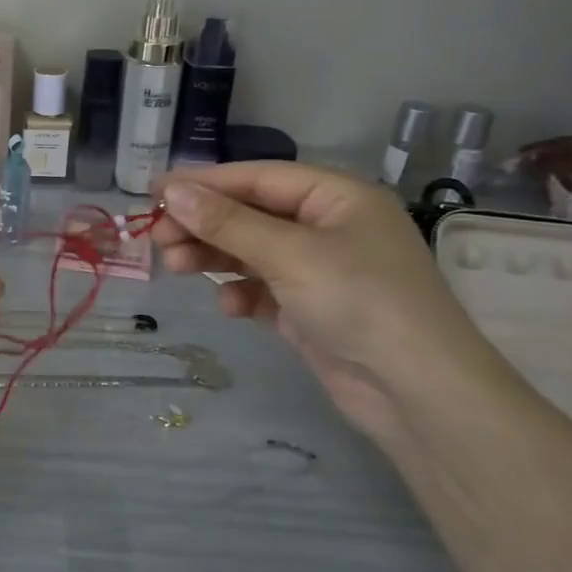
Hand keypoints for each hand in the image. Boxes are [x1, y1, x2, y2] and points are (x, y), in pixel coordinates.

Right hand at [153, 162, 503, 436]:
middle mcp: (329, 227)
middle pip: (250, 214)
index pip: (258, 178)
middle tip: (157, 237)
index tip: (155, 190)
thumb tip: (170, 190)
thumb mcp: (287, 253)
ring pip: (251, 252)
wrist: (417, 393)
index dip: (205, 182)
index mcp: (336, 197)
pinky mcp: (311, 310)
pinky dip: (241, 294)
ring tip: (173, 266)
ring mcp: (321, 270)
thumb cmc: (358, 300)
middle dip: (204, 225)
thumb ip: (225, 222)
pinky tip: (228, 307)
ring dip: (212, 257)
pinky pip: (263, 289)